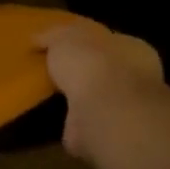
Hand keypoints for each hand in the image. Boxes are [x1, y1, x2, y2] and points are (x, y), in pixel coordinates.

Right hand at [36, 23, 163, 157]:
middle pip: (101, 71)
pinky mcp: (106, 133)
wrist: (103, 110)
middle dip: (80, 72)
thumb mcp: (65, 36)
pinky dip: (68, 122)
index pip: (107, 41)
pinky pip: (83, 124)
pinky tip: (48, 119)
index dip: (85, 42)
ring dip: (74, 99)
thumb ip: (53, 35)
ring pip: (94, 99)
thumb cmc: (92, 62)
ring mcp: (121, 109)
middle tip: (50, 72)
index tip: (60, 47)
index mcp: (131, 48)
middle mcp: (133, 78)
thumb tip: (37, 39)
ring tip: (44, 97)